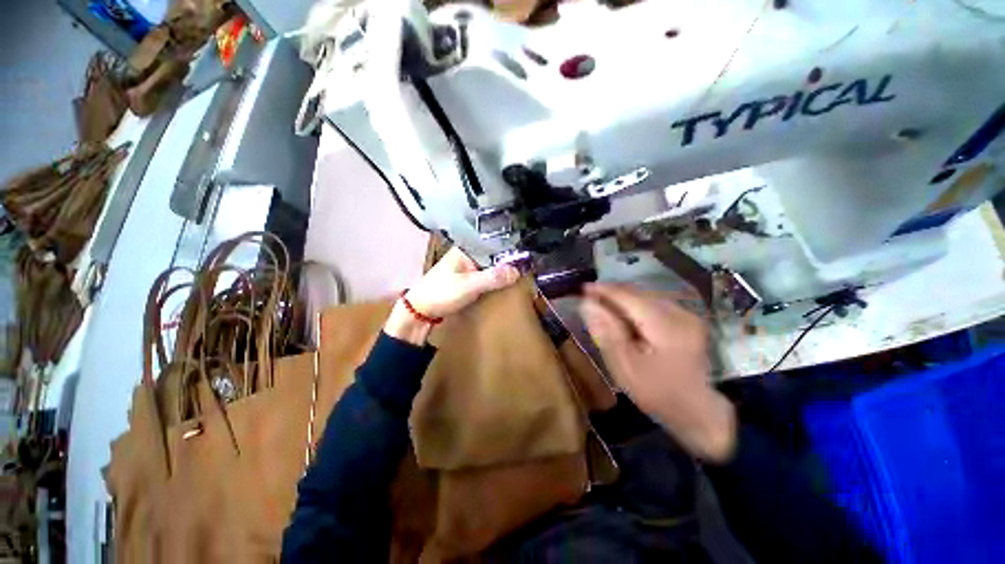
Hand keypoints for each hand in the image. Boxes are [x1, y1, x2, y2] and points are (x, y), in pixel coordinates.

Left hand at [384, 248, 520, 344]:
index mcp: (466, 249)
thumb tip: (518, 270)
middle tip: (529, 262)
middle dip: (508, 258)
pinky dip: (495, 277)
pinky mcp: (467, 279)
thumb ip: (492, 277)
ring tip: (522, 269)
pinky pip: (486, 274)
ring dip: (502, 269)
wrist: (420, 310)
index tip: (527, 251)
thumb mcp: (469, 285)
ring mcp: (467, 267)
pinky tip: (506, 281)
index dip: (509, 246)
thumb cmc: (442, 293)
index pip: (492, 242)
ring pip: (490, 264)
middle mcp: (468, 254)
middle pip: (493, 253)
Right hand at [579, 283, 736, 462]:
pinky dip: (635, 305)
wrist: (697, 410)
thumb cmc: (657, 392)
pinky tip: (623, 314)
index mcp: (665, 326)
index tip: (582, 288)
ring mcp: (685, 315)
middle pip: (638, 293)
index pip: (628, 297)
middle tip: (589, 297)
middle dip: (612, 293)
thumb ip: (607, 333)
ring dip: (622, 298)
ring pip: (646, 296)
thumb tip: (587, 304)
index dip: (604, 290)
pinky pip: (654, 303)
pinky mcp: (686, 319)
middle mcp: (679, 313)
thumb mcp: (626, 367)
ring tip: (602, 304)